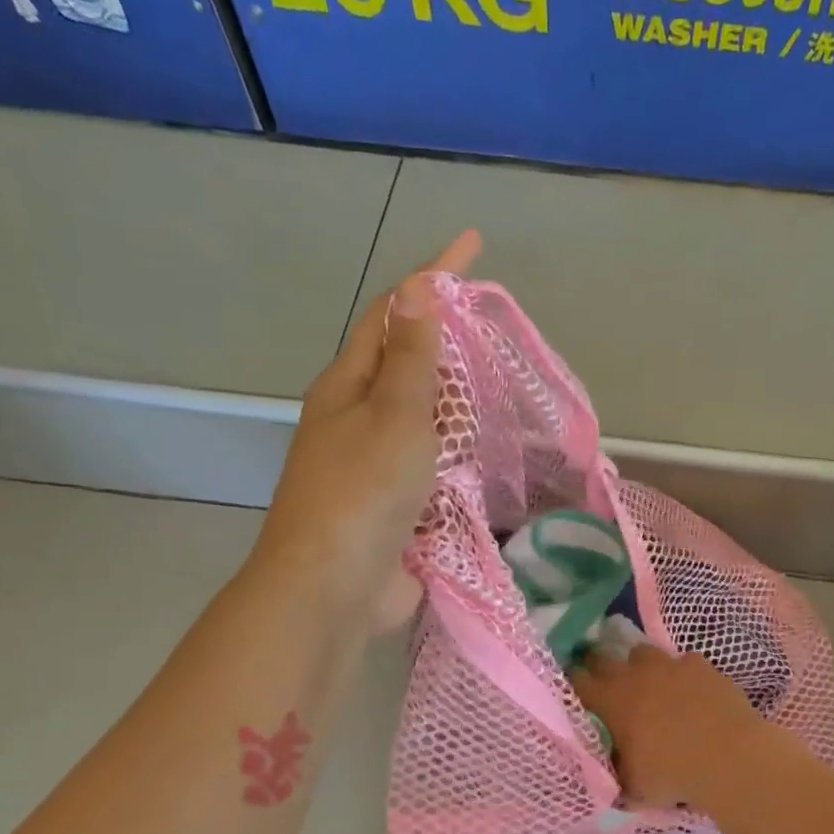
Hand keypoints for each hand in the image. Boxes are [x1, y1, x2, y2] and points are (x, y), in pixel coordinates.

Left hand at [252, 231, 481, 629]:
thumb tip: (416, 287)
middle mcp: (357, 421)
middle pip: (404, 364)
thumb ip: (412, 358)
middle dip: (444, 337)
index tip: (474, 245)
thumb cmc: (363, 492)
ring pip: (421, 420)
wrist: (334, 588)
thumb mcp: (394, 416)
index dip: (432, 275)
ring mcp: (375, 468)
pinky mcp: (396, 510)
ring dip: (454, 399)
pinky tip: (488, 455)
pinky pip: (434, 469)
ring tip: (499, 382)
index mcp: (349, 387)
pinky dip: (459, 456)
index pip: (393, 312)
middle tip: (492, 323)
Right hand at [572, 646, 775, 808]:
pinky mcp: (699, 665)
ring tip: (651, 686)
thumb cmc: (672, 774)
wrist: (729, 757)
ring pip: (643, 653)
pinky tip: (692, 691)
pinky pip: (683, 661)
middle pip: (604, 657)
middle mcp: (633, 675)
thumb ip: (614, 773)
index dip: (573, 683)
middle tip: (607, 686)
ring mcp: (668, 665)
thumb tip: (607, 772)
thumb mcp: (632, 787)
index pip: (577, 681)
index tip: (575, 691)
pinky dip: (683, 674)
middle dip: (601, 668)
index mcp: (610, 701)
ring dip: (641, 667)